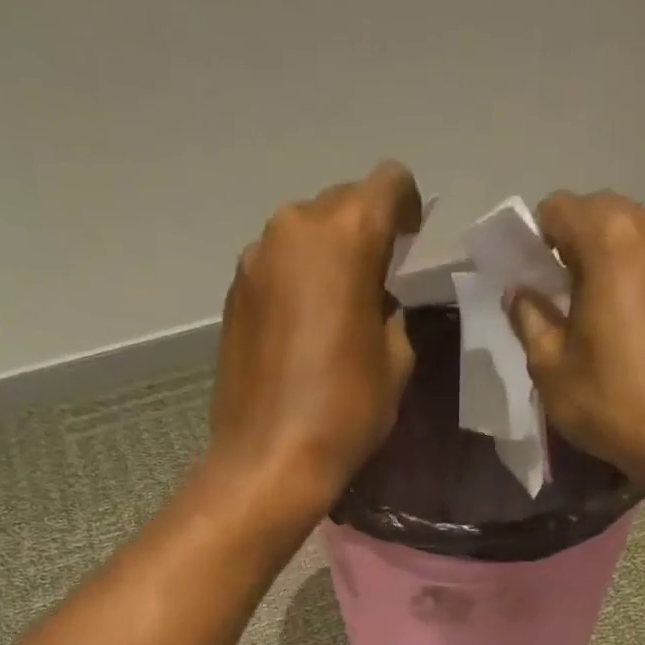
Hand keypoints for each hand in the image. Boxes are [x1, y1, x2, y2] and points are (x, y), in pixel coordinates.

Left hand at [205, 162, 422, 516]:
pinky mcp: (233, 294)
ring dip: (326, 260)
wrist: (268, 460)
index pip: (389, 184)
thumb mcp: (395, 363)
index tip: (411, 246)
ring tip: (336, 312)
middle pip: (340, 205)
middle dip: (364, 234)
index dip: (408, 210)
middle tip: (376, 284)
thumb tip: (377, 302)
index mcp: (345, 235)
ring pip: (303, 237)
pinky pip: (276, 269)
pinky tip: (302, 333)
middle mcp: (293, 229)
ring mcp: (254, 260)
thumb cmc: (344, 412)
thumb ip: (392, 313)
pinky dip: (295, 284)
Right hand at [504, 192, 644, 489]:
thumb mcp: (549, 364)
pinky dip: (621, 275)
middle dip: (564, 246)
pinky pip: (644, 259)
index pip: (557, 209)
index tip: (523, 278)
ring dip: (594, 260)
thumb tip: (520, 293)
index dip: (532, 240)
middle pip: (594, 213)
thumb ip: (528, 317)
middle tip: (548, 297)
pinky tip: (609, 320)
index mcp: (610, 240)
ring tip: (578, 311)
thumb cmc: (609, 399)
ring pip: (622, 234)